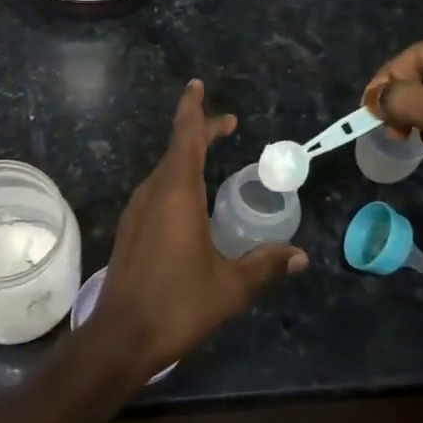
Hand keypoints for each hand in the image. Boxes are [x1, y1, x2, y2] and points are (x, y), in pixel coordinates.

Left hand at [94, 80, 307, 379]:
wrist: (121, 337)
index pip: (185, 138)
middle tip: (227, 126)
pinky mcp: (129, 230)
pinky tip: (189, 201)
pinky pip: (155, 192)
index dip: (193, 110)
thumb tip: (301, 256)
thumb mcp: (231, 287)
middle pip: (176, 150)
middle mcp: (152, 194)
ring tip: (210, 157)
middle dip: (199, 132)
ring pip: (163, 172)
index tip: (197, 86)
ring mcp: (136, 212)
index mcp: (177, 194)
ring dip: (186, 157)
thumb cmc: (178, 305)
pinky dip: (175, 181)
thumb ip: (266, 266)